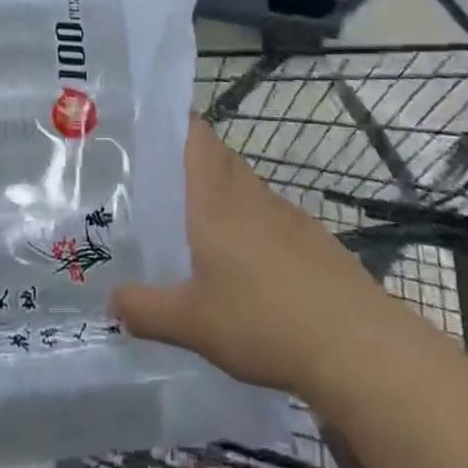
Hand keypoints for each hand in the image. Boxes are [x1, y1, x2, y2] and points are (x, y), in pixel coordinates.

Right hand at [109, 117, 389, 404]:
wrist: (356, 344)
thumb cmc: (263, 320)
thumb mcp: (191, 323)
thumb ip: (145, 310)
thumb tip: (110, 300)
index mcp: (216, 199)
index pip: (197, 135)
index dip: (177, 122)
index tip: (151, 129)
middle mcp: (250, 195)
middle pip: (220, 158)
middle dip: (193, 164)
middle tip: (161, 186)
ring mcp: (287, 215)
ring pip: (247, 189)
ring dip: (224, 198)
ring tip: (198, 230)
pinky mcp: (313, 240)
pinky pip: (272, 219)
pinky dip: (254, 228)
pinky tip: (248, 269)